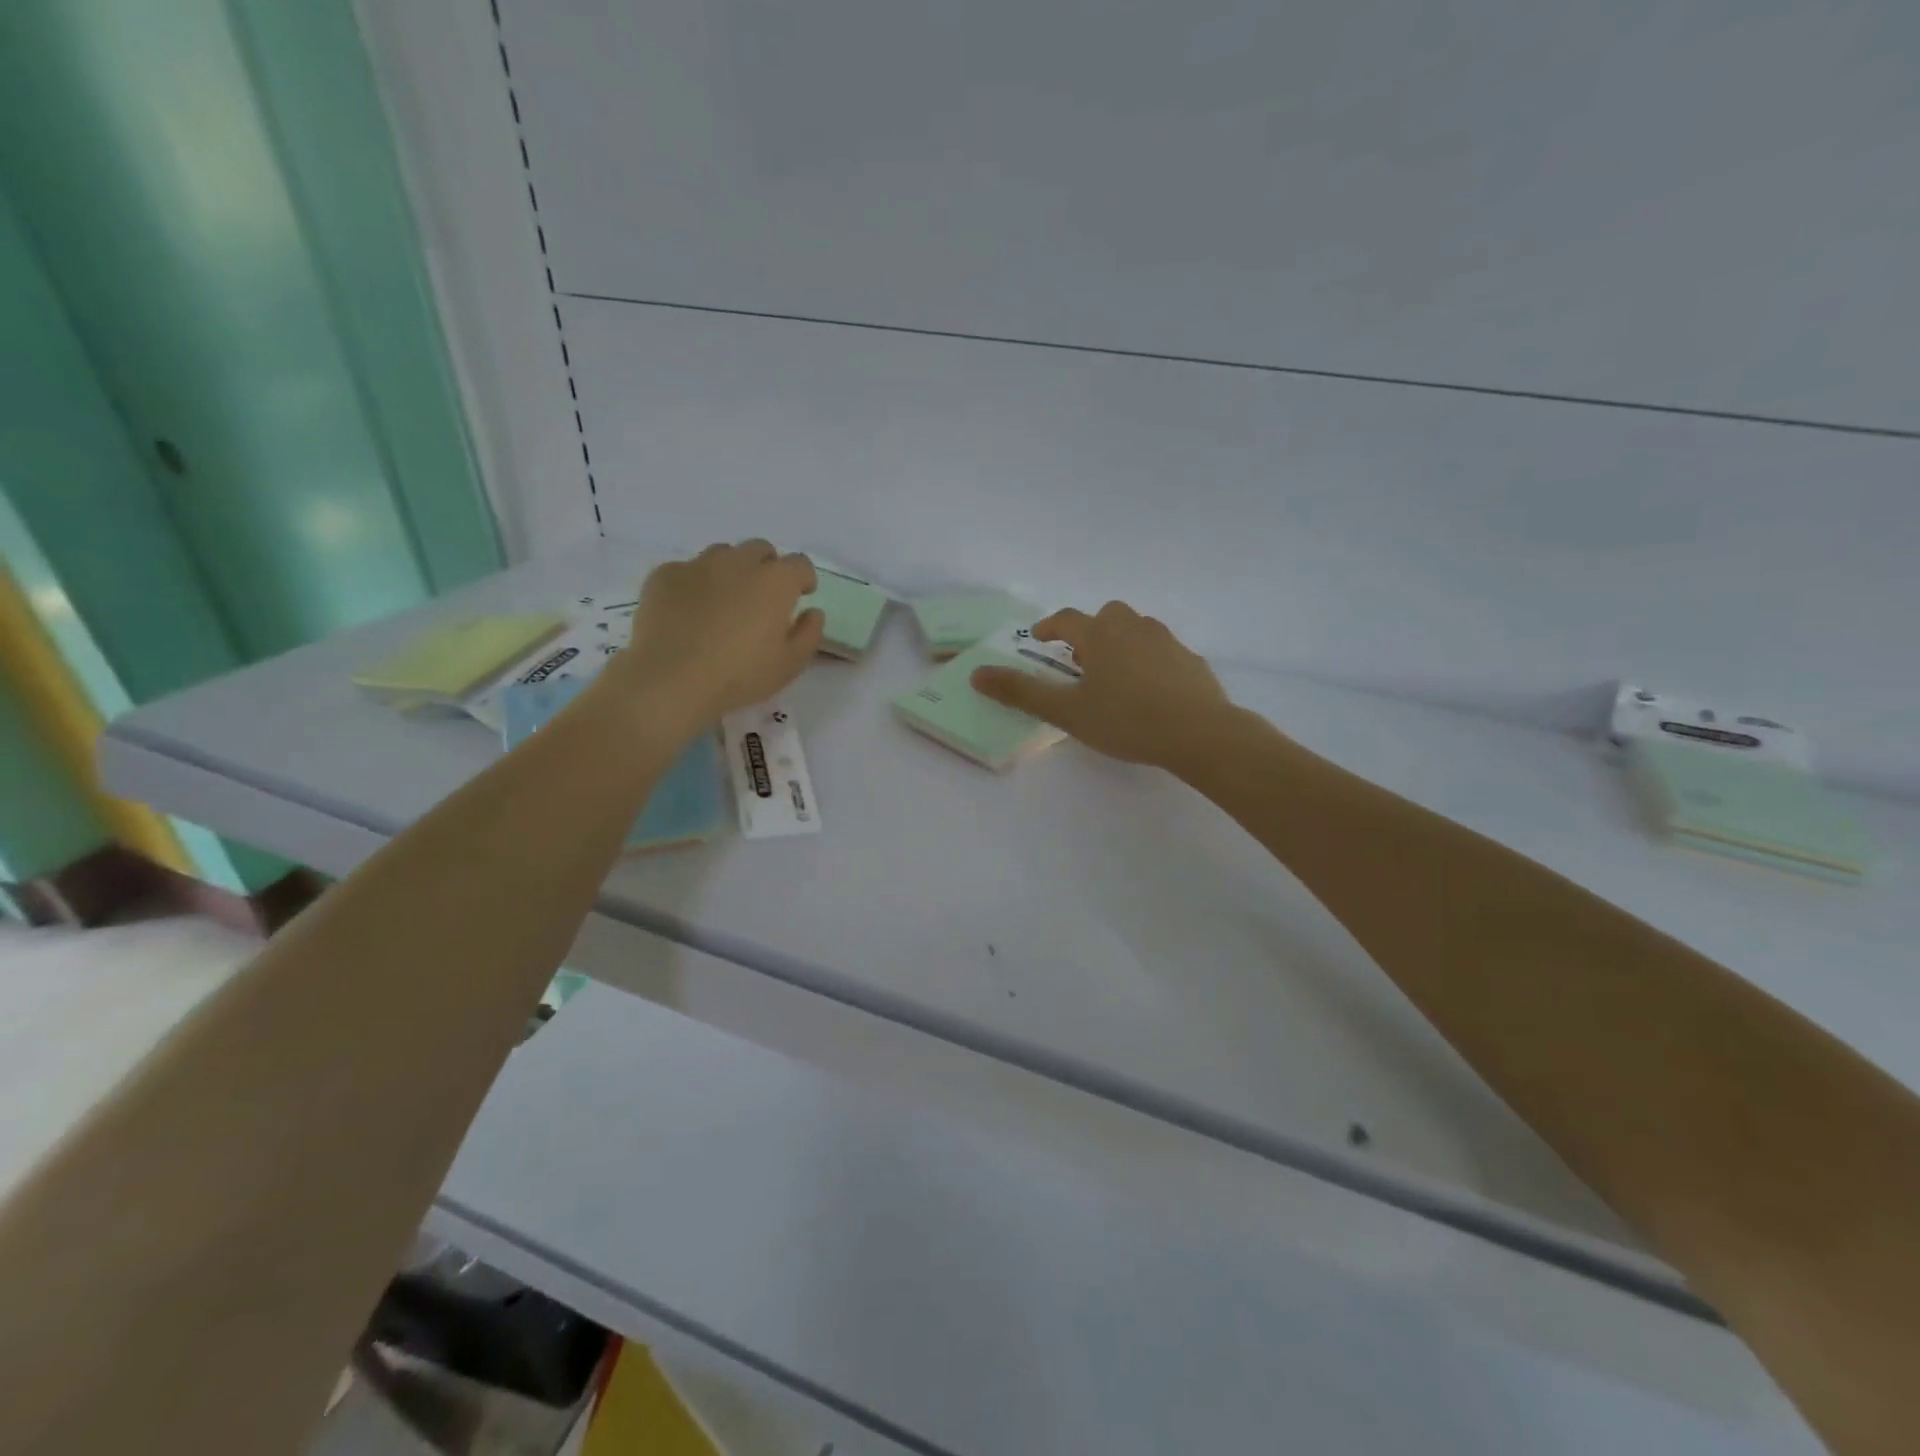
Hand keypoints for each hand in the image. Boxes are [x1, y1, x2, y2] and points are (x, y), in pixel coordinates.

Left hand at [608, 540, 822, 738]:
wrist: (671, 679)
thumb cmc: (740, 675)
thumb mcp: (790, 665)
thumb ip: (809, 634)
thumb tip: (812, 612)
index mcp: (775, 581)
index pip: (799, 563)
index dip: (803, 578)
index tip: (801, 595)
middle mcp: (739, 562)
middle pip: (760, 549)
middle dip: (767, 567)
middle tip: (762, 598)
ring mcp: (698, 565)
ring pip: (723, 554)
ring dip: (731, 571)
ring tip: (725, 602)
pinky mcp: (664, 575)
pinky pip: (687, 569)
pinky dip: (695, 584)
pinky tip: (689, 612)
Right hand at [970, 601, 1232, 769]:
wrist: (1200, 733)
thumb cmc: (1125, 720)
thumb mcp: (1066, 711)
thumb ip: (1021, 692)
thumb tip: (977, 674)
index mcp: (1100, 635)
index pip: (1066, 619)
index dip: (1049, 626)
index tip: (1039, 638)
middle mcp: (1134, 627)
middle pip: (1106, 616)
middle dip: (1089, 632)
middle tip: (1080, 661)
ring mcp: (1167, 642)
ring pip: (1137, 630)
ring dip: (1121, 643)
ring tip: (1114, 677)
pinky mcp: (1192, 661)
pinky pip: (1162, 652)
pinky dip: (1150, 662)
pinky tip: (1150, 692)